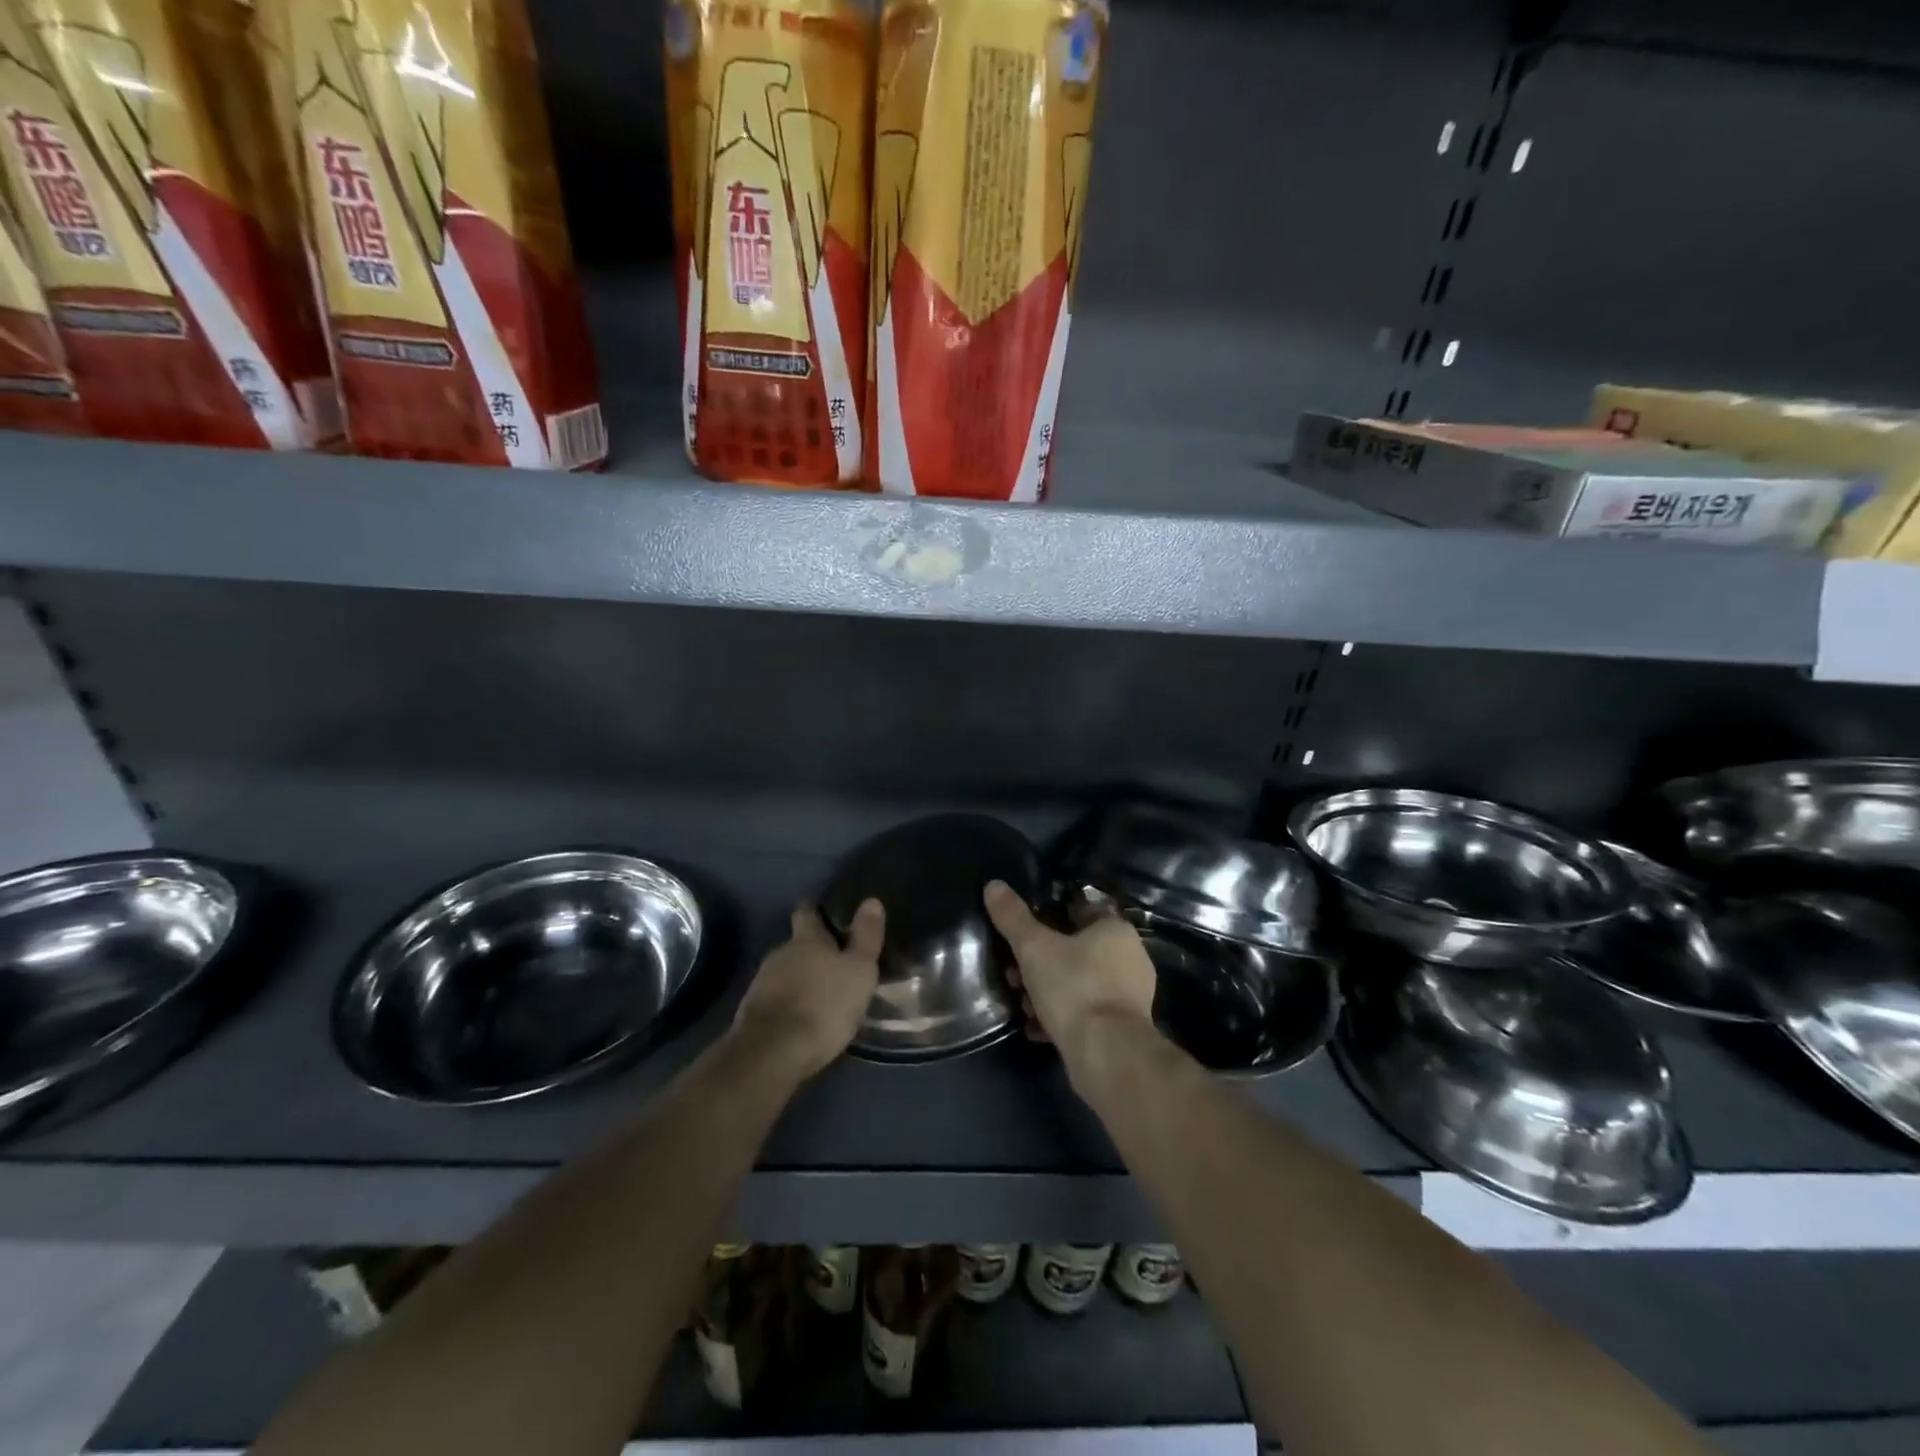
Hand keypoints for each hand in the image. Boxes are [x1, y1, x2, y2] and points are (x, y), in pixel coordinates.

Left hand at [732, 900, 883, 1078]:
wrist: (772, 1053)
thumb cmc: (824, 1005)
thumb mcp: (859, 971)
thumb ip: (866, 937)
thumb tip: (871, 900)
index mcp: (806, 939)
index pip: (807, 911)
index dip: (815, 909)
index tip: (825, 911)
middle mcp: (780, 953)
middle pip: (796, 944)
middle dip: (813, 952)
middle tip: (835, 963)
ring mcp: (761, 982)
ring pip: (785, 972)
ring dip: (801, 979)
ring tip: (821, 993)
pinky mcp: (752, 1012)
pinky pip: (775, 998)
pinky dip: (789, 1003)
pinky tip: (802, 1018)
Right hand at [983, 881, 1157, 1069]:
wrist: (1107, 1054)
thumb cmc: (1074, 987)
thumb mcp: (1034, 948)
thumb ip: (1012, 917)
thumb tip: (993, 885)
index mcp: (1115, 930)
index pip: (1078, 911)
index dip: (1045, 919)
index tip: (1019, 936)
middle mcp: (1129, 957)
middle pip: (1074, 950)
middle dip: (1039, 962)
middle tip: (1013, 975)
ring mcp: (1129, 995)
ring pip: (1077, 982)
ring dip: (1046, 991)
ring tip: (1021, 1005)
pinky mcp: (1122, 1027)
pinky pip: (1085, 1012)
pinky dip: (1061, 1016)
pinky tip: (1036, 1028)